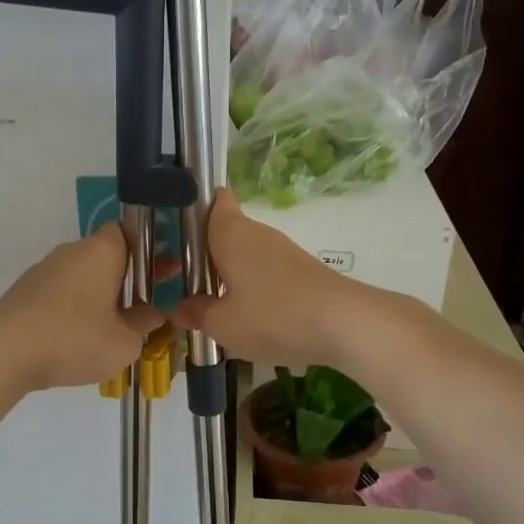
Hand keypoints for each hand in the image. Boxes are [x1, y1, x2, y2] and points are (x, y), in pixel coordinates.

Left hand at [0, 225, 166, 391]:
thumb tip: (152, 314)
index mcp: (101, 251)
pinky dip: (75, 305)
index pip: (130, 231)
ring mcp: (44, 269)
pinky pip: (61, 291)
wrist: (3, 355)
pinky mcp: (25, 291)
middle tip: (146, 302)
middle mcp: (72, 251)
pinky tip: (79, 334)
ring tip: (114, 325)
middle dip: (127, 275)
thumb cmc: (74, 340)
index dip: (150, 249)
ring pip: (83, 274)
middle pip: (107, 253)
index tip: (164, 272)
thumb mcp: (124, 343)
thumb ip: (143, 324)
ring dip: (101, 292)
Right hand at [175, 189, 360, 369]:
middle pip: (227, 231)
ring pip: (247, 254)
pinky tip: (251, 317)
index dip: (196, 208)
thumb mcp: (223, 325)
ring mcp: (284, 251)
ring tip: (214, 306)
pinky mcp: (303, 271)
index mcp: (230, 233)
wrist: (346, 324)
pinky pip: (267, 272)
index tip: (177, 233)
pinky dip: (255, 287)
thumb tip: (178, 308)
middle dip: (207, 253)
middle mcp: (257, 233)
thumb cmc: (273, 316)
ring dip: (231, 274)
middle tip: (185, 282)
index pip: (214, 199)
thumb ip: (197, 313)